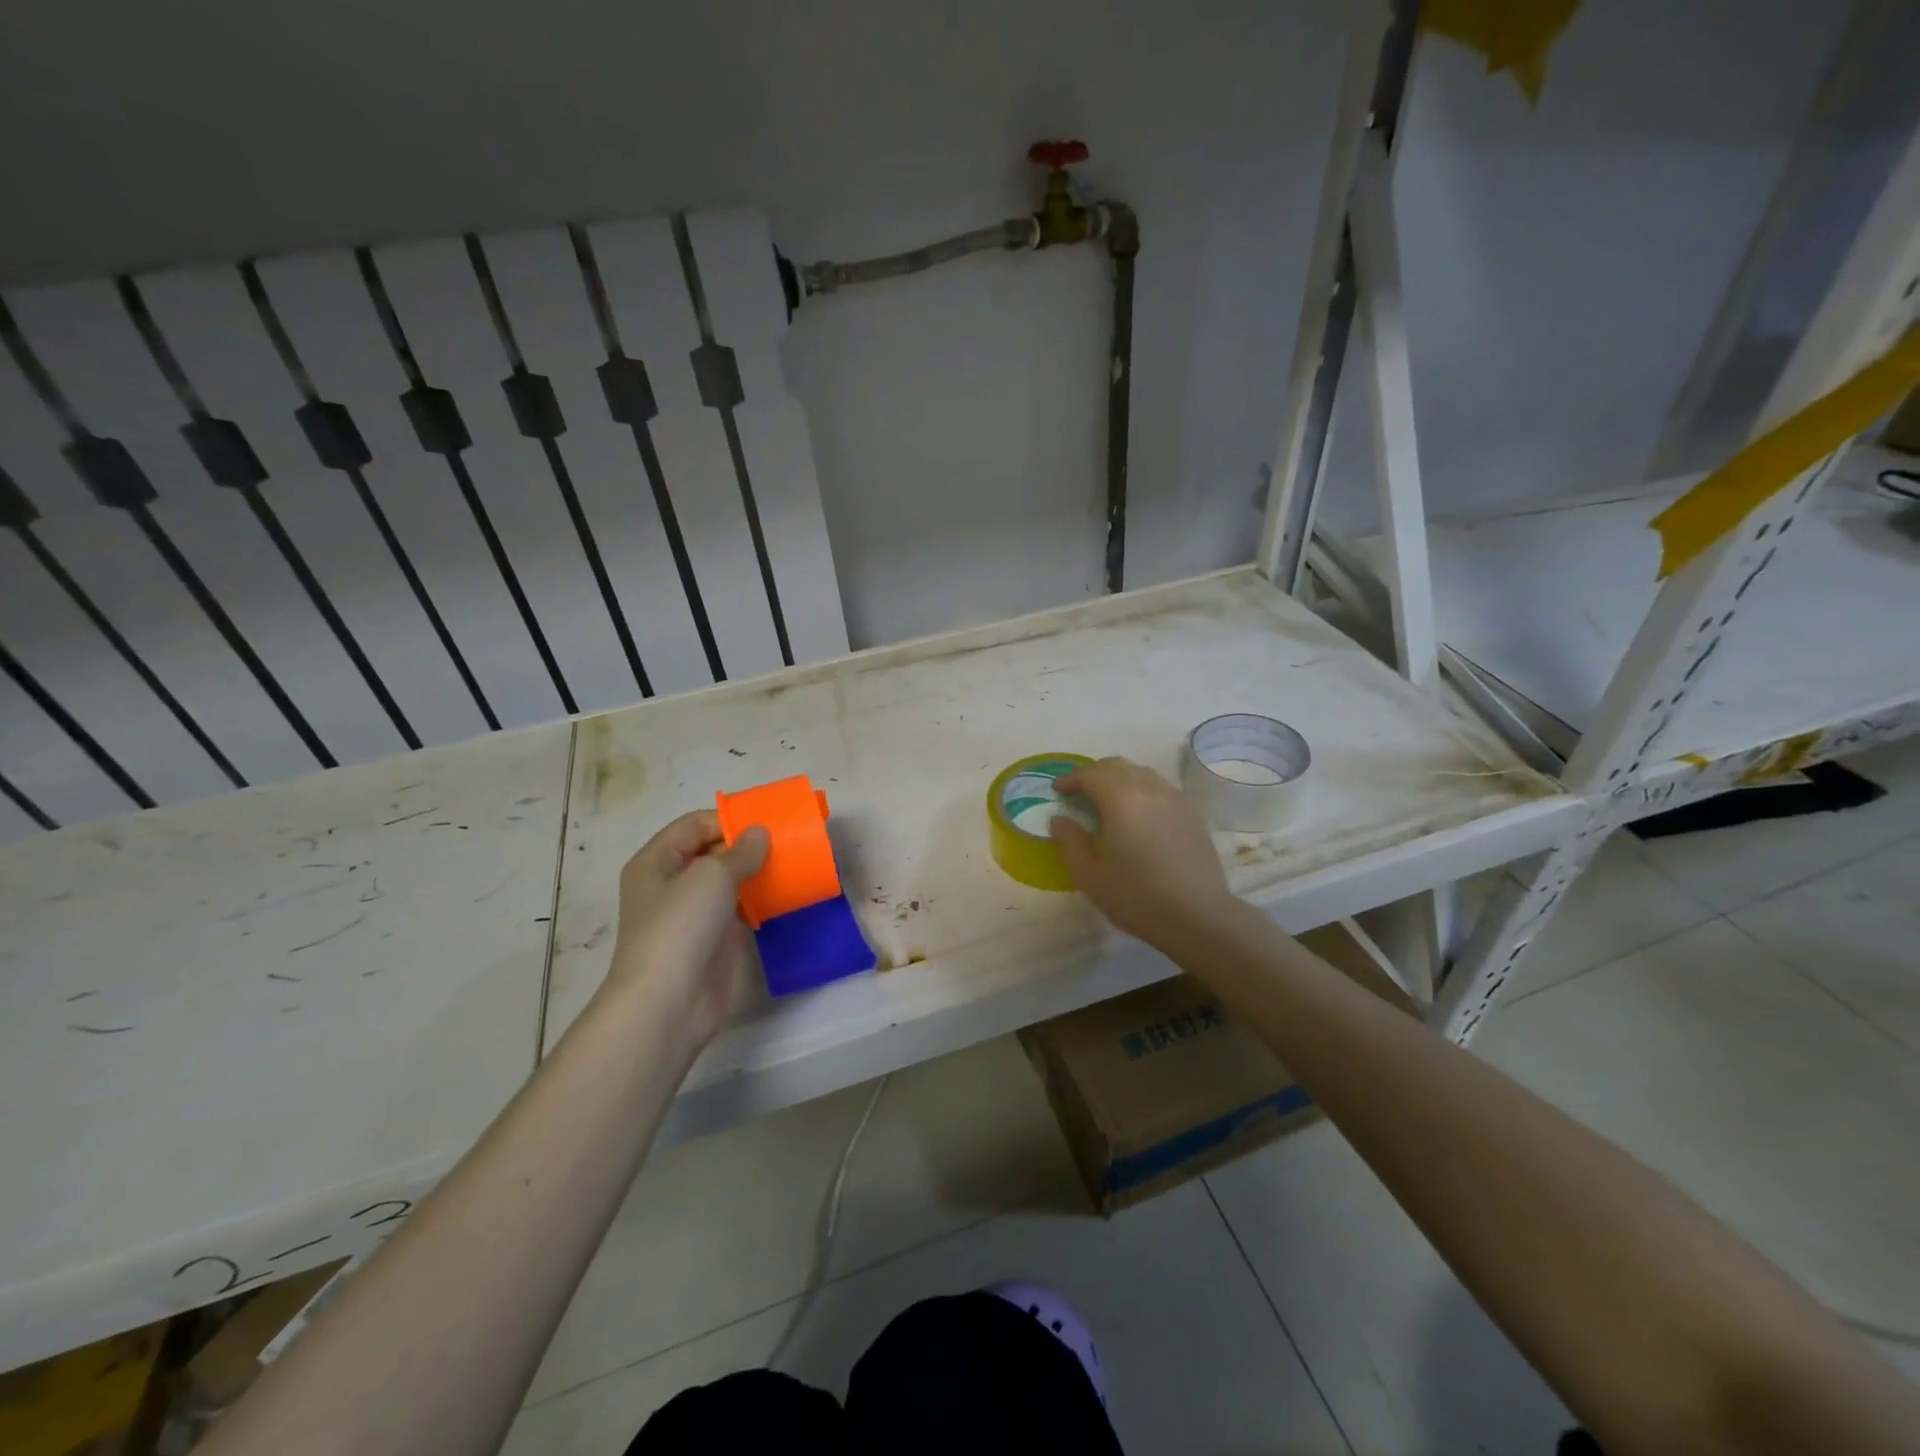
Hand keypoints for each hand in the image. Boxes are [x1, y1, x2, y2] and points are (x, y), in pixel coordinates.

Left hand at [602, 811, 768, 1046]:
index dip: (729, 820)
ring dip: (756, 874)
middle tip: (786, 844)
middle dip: (747, 846)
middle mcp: (670, 884)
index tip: (767, 824)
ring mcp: (690, 914)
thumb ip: (740, 852)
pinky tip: (784, 897)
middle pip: (711, 852)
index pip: (694, 824)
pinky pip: (738, 910)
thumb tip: (760, 834)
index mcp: (656, 861)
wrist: (668, 1002)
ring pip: (727, 882)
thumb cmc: (680, 927)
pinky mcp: (711, 940)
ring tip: (791, 866)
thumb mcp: (711, 876)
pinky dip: (758, 901)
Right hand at [1050, 757, 1236, 949]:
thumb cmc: (1136, 896)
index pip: (1090, 774)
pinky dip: (1142, 791)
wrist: (1198, 915)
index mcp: (1120, 799)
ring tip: (1108, 802)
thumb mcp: (1090, 875)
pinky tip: (1139, 815)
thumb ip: (1070, 842)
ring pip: (1142, 773)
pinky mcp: (1192, 813)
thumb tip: (1060, 820)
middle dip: (1094, 774)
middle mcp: (1149, 788)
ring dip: (1120, 779)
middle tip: (1080, 793)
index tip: (1058, 790)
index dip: (1071, 779)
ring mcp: (1175, 798)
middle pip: (1117, 766)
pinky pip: (1161, 788)